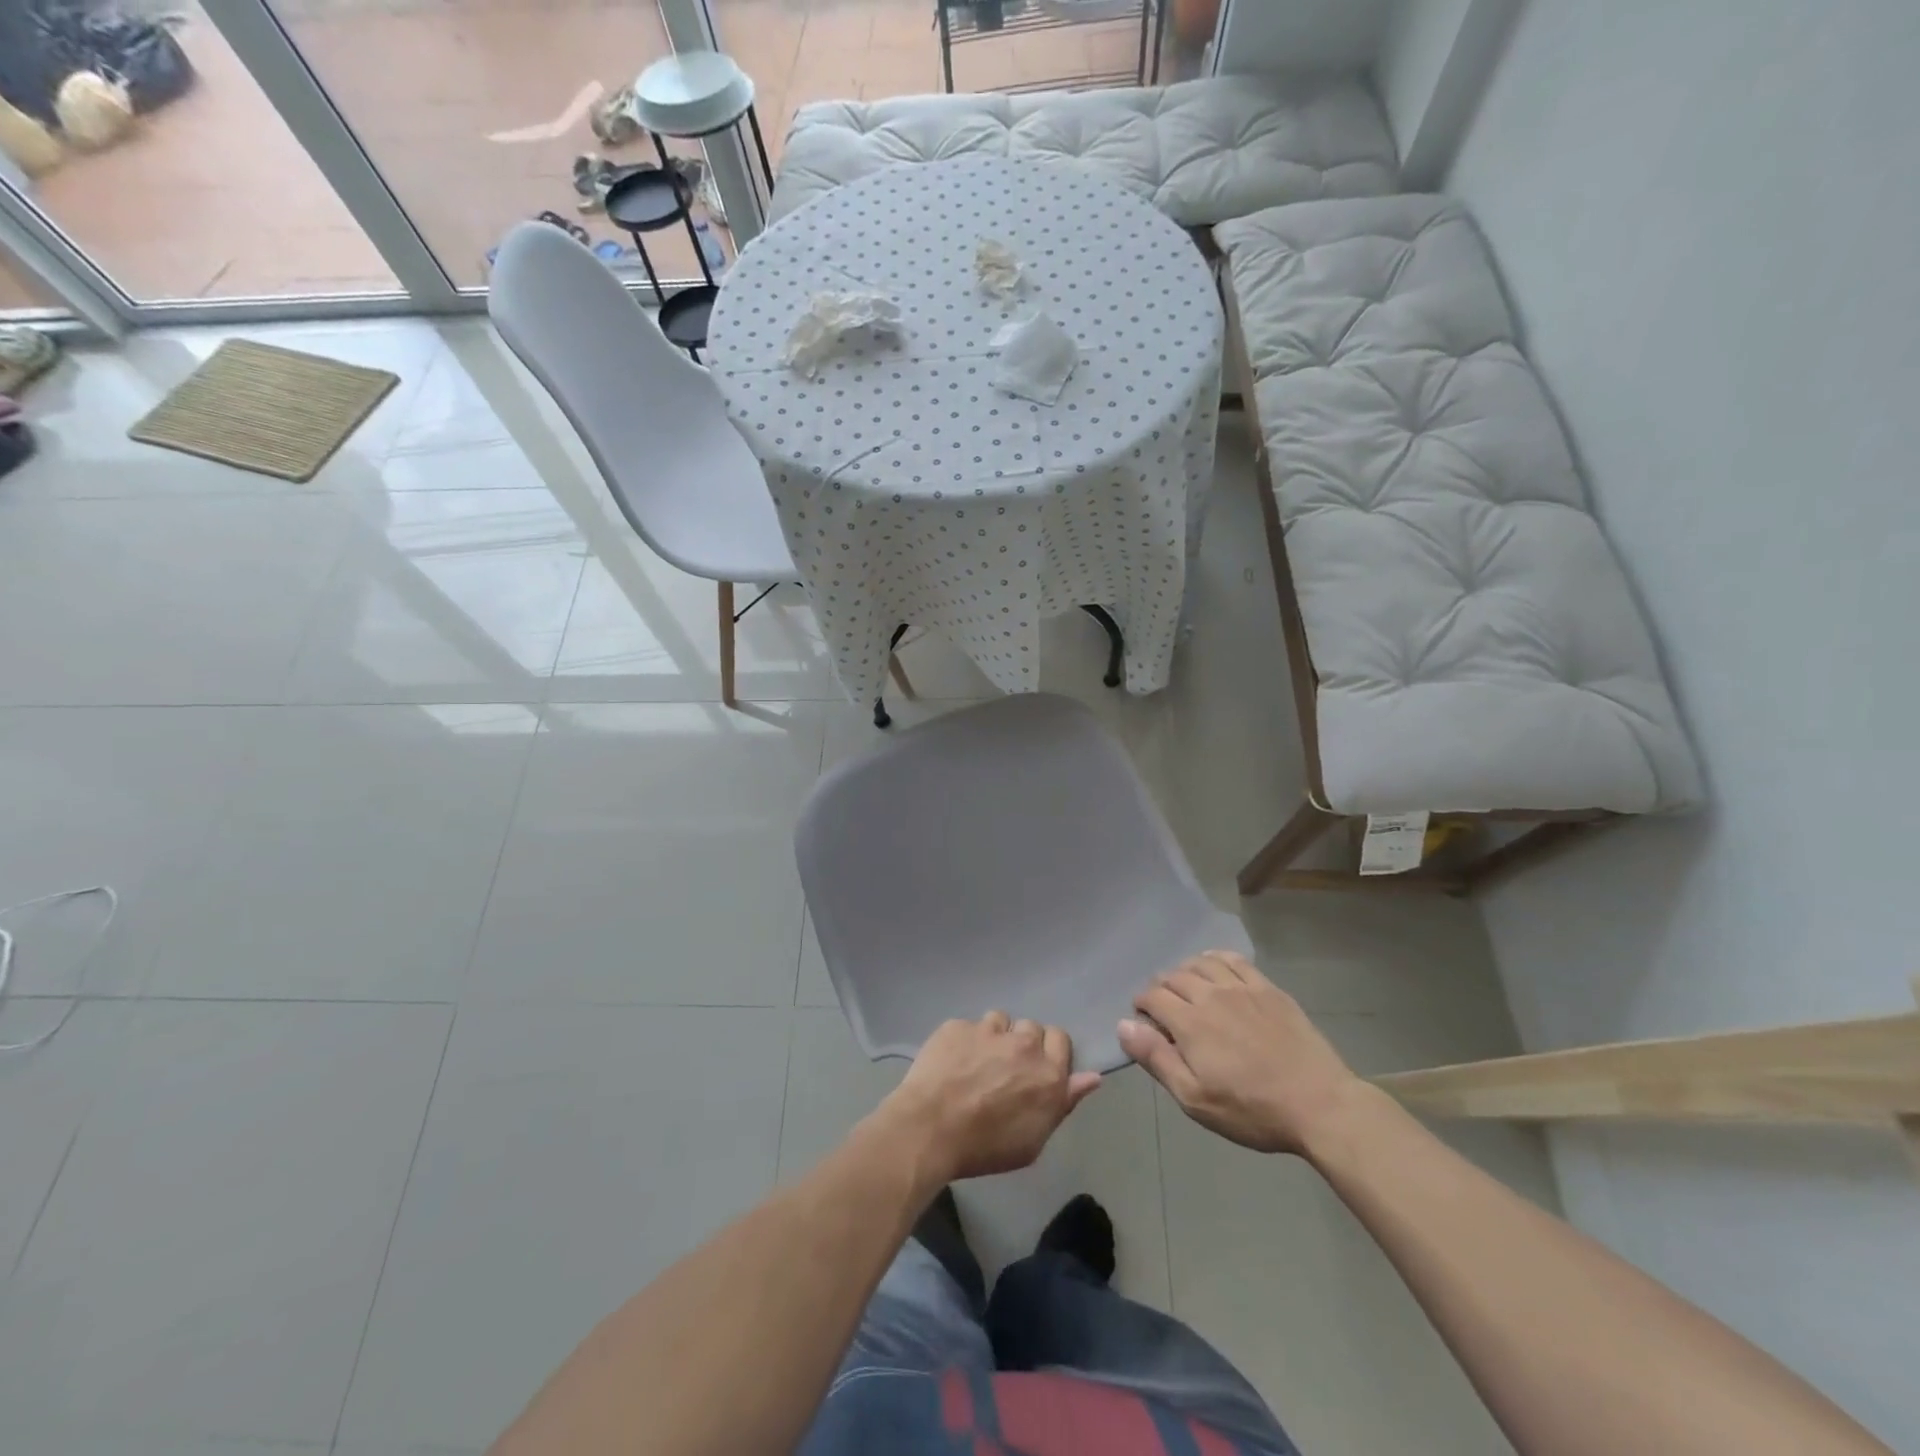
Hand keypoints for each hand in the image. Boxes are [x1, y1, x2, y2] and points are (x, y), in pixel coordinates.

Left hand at [878, 1013, 1102, 1182]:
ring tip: (977, 1062)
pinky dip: (965, 1040)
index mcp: (1047, 1072)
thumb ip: (1064, 1101)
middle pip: (1031, 1028)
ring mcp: (988, 1030)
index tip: (1037, 1069)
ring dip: (995, 1037)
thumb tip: (1092, 1077)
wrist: (930, 1129)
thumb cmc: (985, 1147)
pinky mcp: (958, 1025)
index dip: (1050, 1051)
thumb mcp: (1034, 1139)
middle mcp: (1023, 1044)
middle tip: (1005, 1070)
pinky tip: (952, 1062)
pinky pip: (969, 1025)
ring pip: (1000, 1021)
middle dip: (1022, 1044)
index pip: (1060, 1039)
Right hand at [1119, 950, 1363, 1155]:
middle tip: (1164, 1011)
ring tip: (1187, 989)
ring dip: (1185, 972)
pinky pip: (1234, 960)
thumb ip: (1157, 1058)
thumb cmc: (1252, 1110)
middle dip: (1160, 989)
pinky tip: (1215, 968)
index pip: (1151, 996)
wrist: (1320, 1104)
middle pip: (1173, 976)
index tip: (1145, 1023)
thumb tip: (1124, 1025)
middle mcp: (1211, 994)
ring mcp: (1242, 987)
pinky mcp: (1268, 988)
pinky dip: (1216, 959)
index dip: (1141, 1006)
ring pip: (1201, 963)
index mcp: (1190, 1021)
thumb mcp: (1195, 1098)